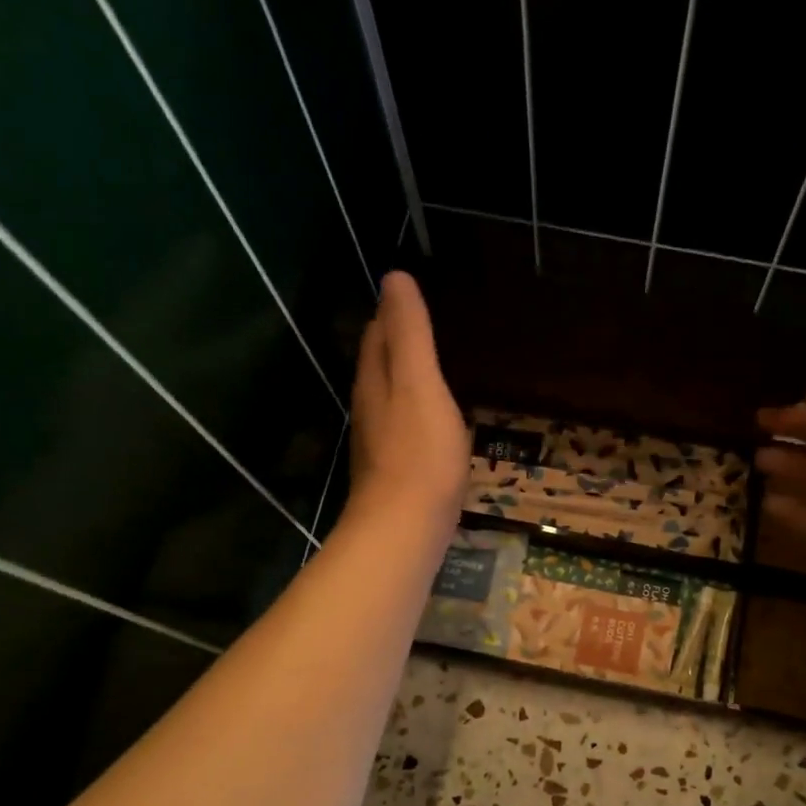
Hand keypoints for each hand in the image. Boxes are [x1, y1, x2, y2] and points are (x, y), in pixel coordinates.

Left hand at [347, 271, 469, 533]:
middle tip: (426, 329)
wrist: (405, 528)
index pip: (377, 336)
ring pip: (390, 401)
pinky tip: (434, 425)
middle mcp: (370, 410)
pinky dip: (417, 417)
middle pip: (379, 367)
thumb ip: (410, 333)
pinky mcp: (396, 474)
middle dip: (396, 346)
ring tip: (431, 372)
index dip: (391, 315)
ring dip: (407, 383)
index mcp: (375, 382)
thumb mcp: (420, 383)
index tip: (412, 299)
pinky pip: (406, 432)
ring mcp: (380, 445)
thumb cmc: (419, 453)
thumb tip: (394, 277)